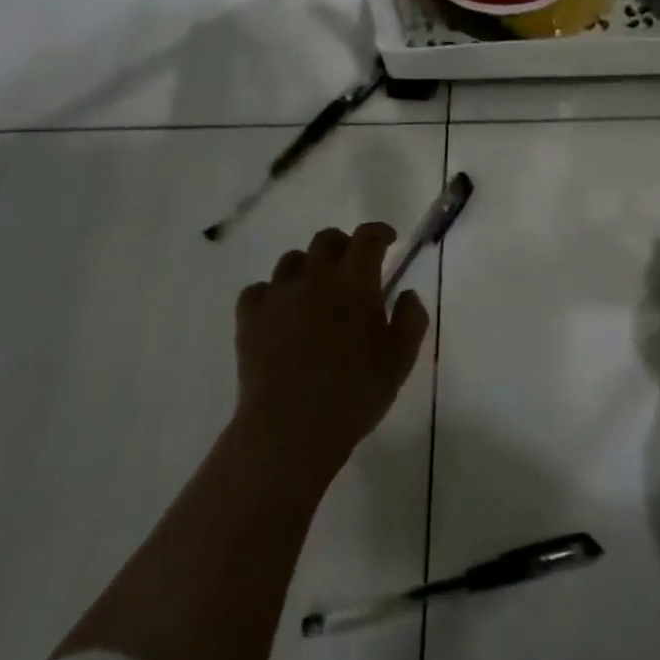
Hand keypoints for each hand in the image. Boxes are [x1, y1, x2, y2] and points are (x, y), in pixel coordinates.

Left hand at [234, 224, 430, 483]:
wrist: (291, 427)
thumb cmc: (355, 393)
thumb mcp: (400, 360)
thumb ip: (410, 319)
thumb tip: (407, 293)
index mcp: (355, 283)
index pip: (367, 238)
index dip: (379, 232)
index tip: (389, 240)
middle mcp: (314, 278)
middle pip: (326, 240)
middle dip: (343, 244)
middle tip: (353, 265)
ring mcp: (277, 295)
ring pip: (291, 260)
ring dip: (308, 266)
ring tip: (316, 290)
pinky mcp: (249, 318)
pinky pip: (259, 289)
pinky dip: (273, 292)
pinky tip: (281, 311)